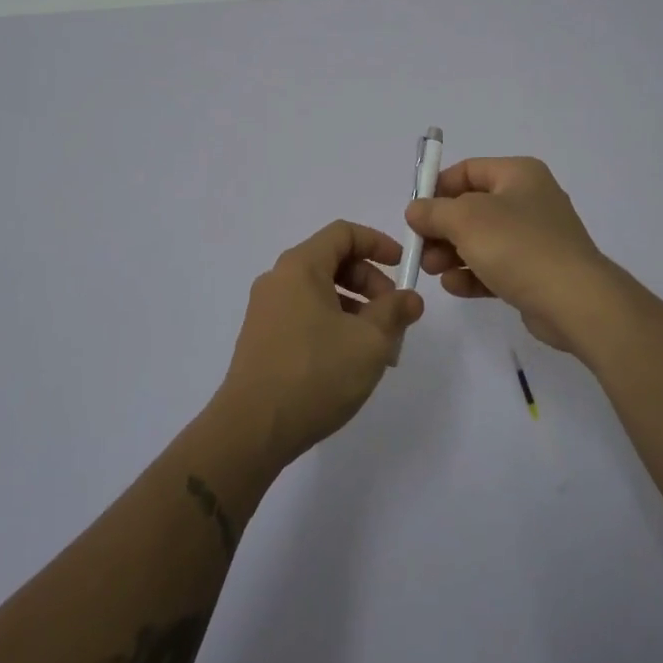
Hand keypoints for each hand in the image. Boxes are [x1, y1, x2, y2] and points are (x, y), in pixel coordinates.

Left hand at [212, 221, 424, 467]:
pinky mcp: (262, 339)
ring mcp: (266, 310)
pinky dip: (333, 325)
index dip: (378, 243)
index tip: (403, 267)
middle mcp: (278, 279)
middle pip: (332, 262)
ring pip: (320, 293)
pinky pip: (305, 315)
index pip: (343, 233)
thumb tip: (410, 298)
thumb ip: (394, 312)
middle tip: (394, 316)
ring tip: (379, 348)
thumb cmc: (315, 374)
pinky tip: (349, 361)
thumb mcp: (369, 341)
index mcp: (300, 266)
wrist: (252, 429)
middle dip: (370, 283)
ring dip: (355, 309)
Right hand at [404, 156, 616, 359]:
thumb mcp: (465, 220)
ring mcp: (535, 238)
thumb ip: (433, 211)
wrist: (575, 301)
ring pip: (482, 239)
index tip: (415, 213)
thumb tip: (416, 210)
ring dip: (452, 253)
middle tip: (420, 248)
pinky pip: (496, 266)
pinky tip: (454, 287)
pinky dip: (473, 274)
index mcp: (518, 175)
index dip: (438, 188)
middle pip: (472, 207)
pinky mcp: (536, 272)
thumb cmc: (518, 246)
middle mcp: (529, 200)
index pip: (468, 170)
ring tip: (432, 270)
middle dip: (441, 228)